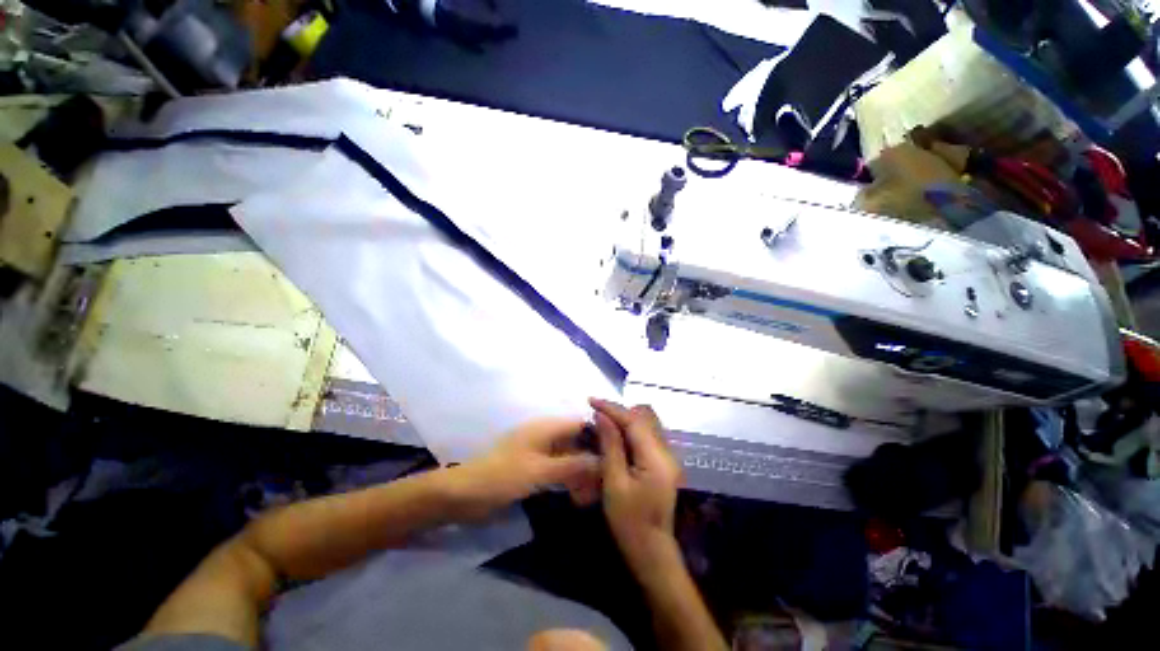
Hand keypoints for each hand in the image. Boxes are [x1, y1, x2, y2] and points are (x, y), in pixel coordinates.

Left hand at [453, 418, 600, 516]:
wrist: (464, 494)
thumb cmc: (502, 476)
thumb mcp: (540, 471)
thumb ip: (573, 465)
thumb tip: (603, 461)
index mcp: (546, 427)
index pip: (581, 422)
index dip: (600, 434)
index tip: (617, 454)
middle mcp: (546, 435)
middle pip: (577, 440)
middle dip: (592, 459)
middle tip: (605, 483)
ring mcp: (539, 451)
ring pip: (569, 456)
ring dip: (581, 472)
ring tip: (592, 494)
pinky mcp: (533, 467)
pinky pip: (558, 469)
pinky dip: (569, 479)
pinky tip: (577, 495)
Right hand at [590, 398, 682, 572]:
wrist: (652, 549)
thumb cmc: (629, 521)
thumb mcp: (614, 483)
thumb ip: (610, 446)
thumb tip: (602, 416)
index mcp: (656, 458)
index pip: (634, 421)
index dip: (612, 408)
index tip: (591, 400)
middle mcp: (667, 452)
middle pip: (644, 417)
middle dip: (619, 411)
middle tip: (596, 414)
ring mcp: (668, 456)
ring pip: (647, 423)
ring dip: (626, 419)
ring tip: (604, 423)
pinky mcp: (664, 462)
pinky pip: (648, 435)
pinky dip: (631, 429)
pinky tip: (617, 436)